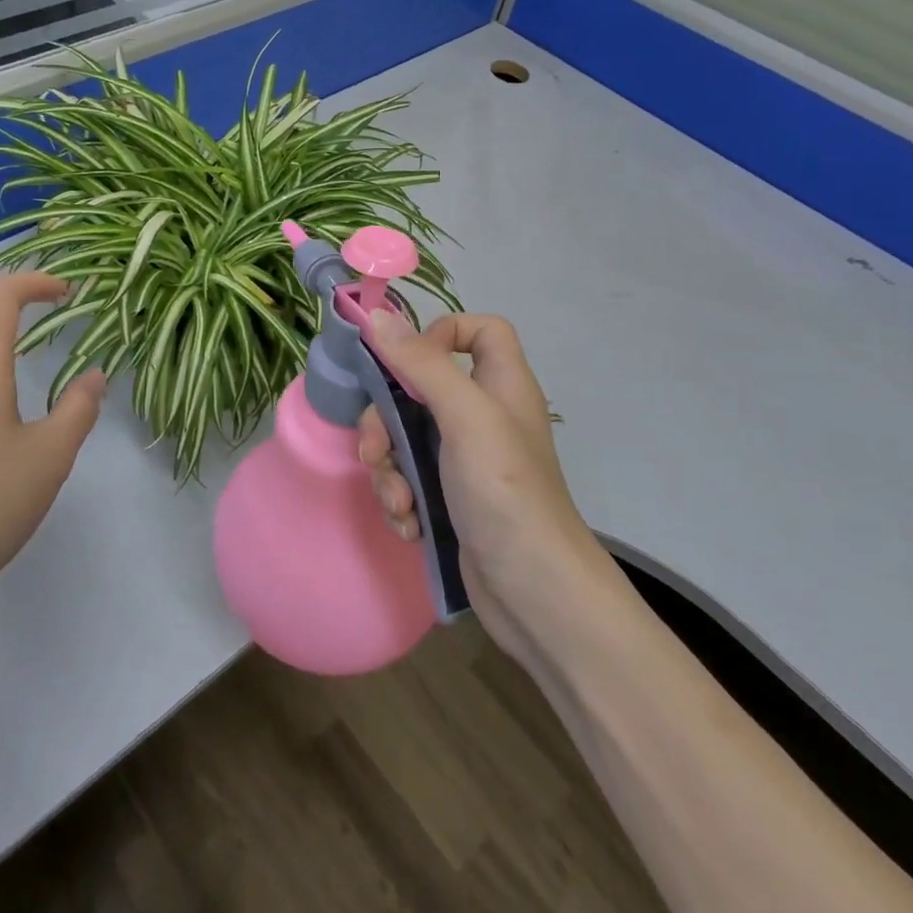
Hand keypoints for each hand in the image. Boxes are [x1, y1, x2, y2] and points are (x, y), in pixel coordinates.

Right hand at [358, 309, 595, 656]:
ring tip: (398, 503)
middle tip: (378, 451)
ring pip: (405, 437)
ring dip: (389, 469)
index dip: (443, 333)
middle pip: (420, 387)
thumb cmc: (505, 491)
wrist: (535, 596)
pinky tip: (408, 526)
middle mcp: (483, 416)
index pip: (479, 330)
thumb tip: (377, 316)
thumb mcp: (465, 417)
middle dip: (387, 421)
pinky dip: (401, 499)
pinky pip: (410, 478)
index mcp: (501, 385)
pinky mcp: (450, 497)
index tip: (409, 361)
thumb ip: (422, 364)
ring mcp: (466, 460)